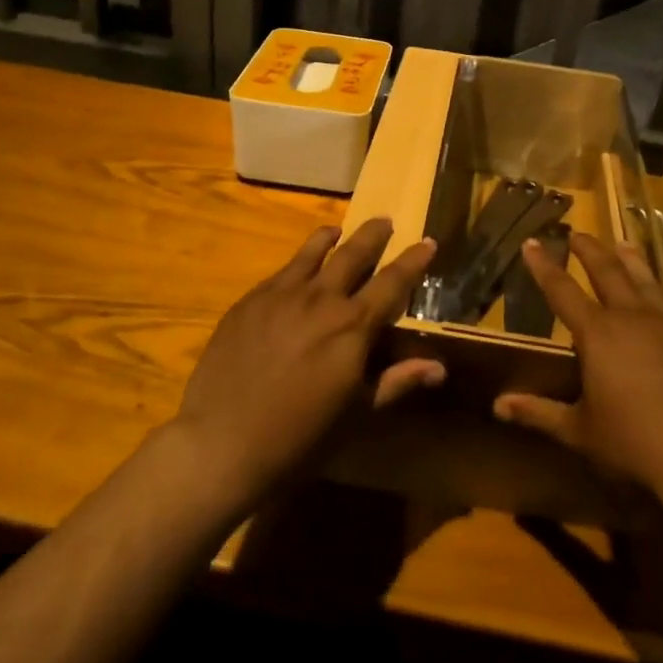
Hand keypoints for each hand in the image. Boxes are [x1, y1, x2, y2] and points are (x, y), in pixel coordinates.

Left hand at [171, 219, 440, 508]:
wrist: (222, 443)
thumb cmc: (299, 437)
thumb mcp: (357, 413)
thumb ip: (397, 381)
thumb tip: (439, 367)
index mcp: (353, 326)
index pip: (393, 282)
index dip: (413, 261)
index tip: (428, 242)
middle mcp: (320, 298)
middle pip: (353, 254)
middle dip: (374, 235)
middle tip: (385, 220)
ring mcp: (280, 295)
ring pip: (312, 252)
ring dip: (330, 237)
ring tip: (337, 230)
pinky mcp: (249, 301)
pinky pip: (281, 272)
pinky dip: (298, 262)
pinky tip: (296, 268)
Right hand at [493, 232, 662, 519]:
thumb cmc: (634, 443)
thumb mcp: (580, 431)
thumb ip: (539, 412)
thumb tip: (498, 405)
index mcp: (597, 333)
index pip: (561, 290)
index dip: (543, 266)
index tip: (531, 242)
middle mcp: (632, 316)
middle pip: (606, 271)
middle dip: (589, 250)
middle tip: (577, 233)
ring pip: (646, 278)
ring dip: (630, 258)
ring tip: (621, 243)